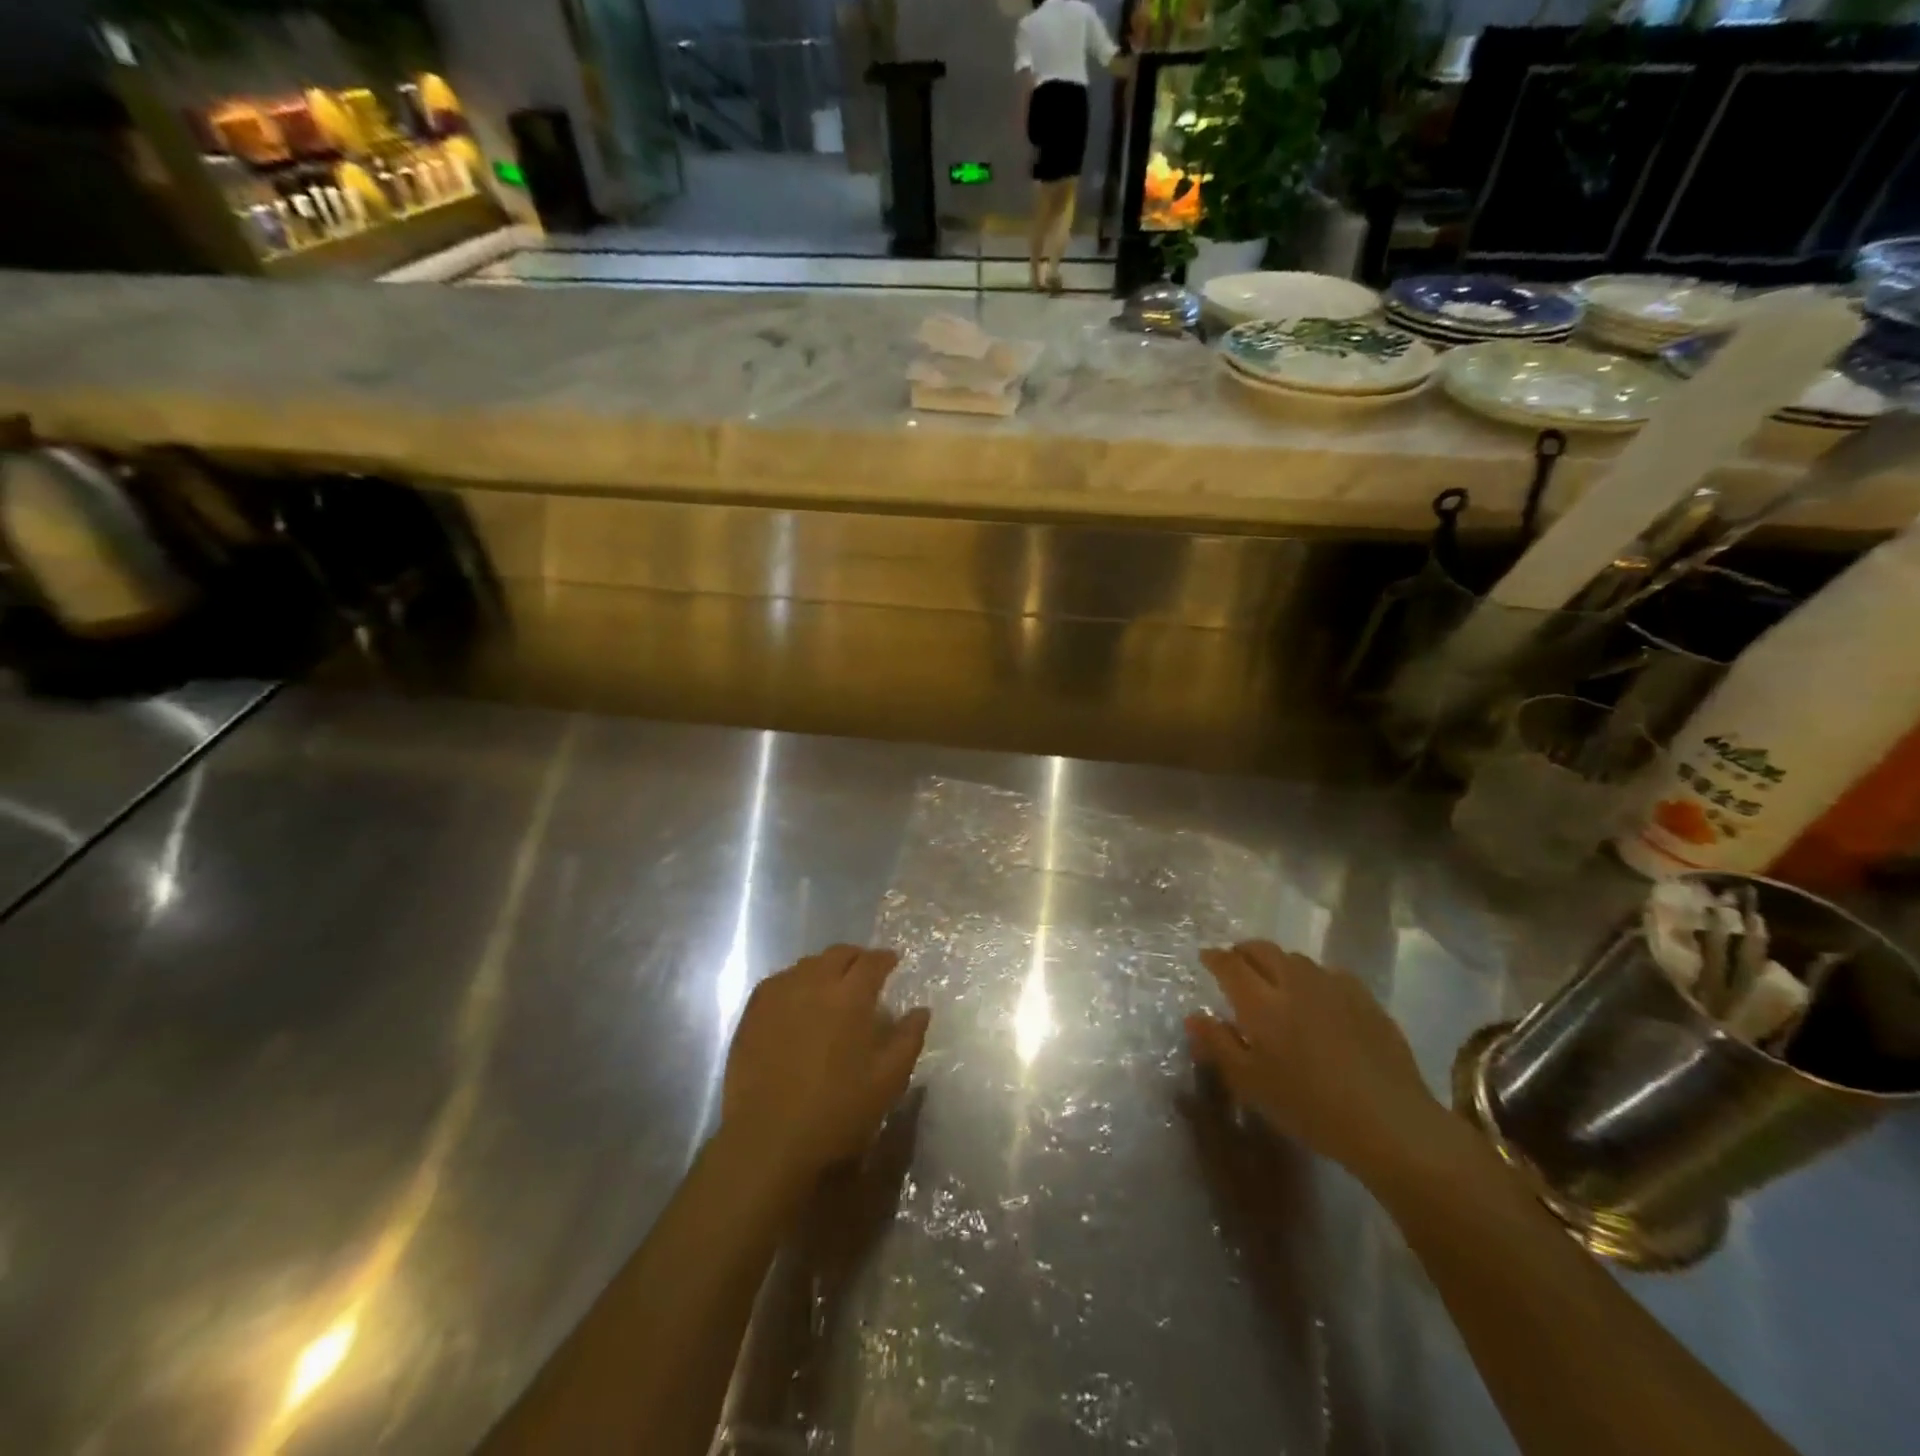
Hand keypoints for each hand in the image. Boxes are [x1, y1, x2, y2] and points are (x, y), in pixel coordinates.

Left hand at [723, 945, 929, 1183]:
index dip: (885, 958)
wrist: (768, 1141)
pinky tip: (798, 999)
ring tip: (832, 986)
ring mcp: (779, 995)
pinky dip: (796, 981)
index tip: (893, 962)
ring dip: (825, 968)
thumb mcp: (887, 1082)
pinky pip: (779, 981)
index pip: (872, 961)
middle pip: (838, 954)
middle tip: (865, 972)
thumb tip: (921, 1010)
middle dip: (856, 957)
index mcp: (850, 997)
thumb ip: (908, 1040)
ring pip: (807, 964)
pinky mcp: (753, 1012)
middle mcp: (814, 984)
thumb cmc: (836, 1113)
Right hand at [1187, 942, 1447, 1186]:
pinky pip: (1330, 974)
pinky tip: (1317, 998)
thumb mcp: (1251, 1084)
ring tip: (1275, 981)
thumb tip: (1194, 1015)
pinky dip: (1313, 978)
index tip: (1205, 958)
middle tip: (1236, 964)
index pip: (1230, 964)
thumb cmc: (1309, 1107)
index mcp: (1261, 1003)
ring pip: (1296, 959)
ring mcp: (1333, 987)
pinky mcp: (1365, 999)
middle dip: (1243, 951)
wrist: (1390, 1122)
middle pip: (1262, 949)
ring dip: (1278, 963)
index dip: (1215, 958)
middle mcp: (1294, 983)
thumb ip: (1218, 1045)